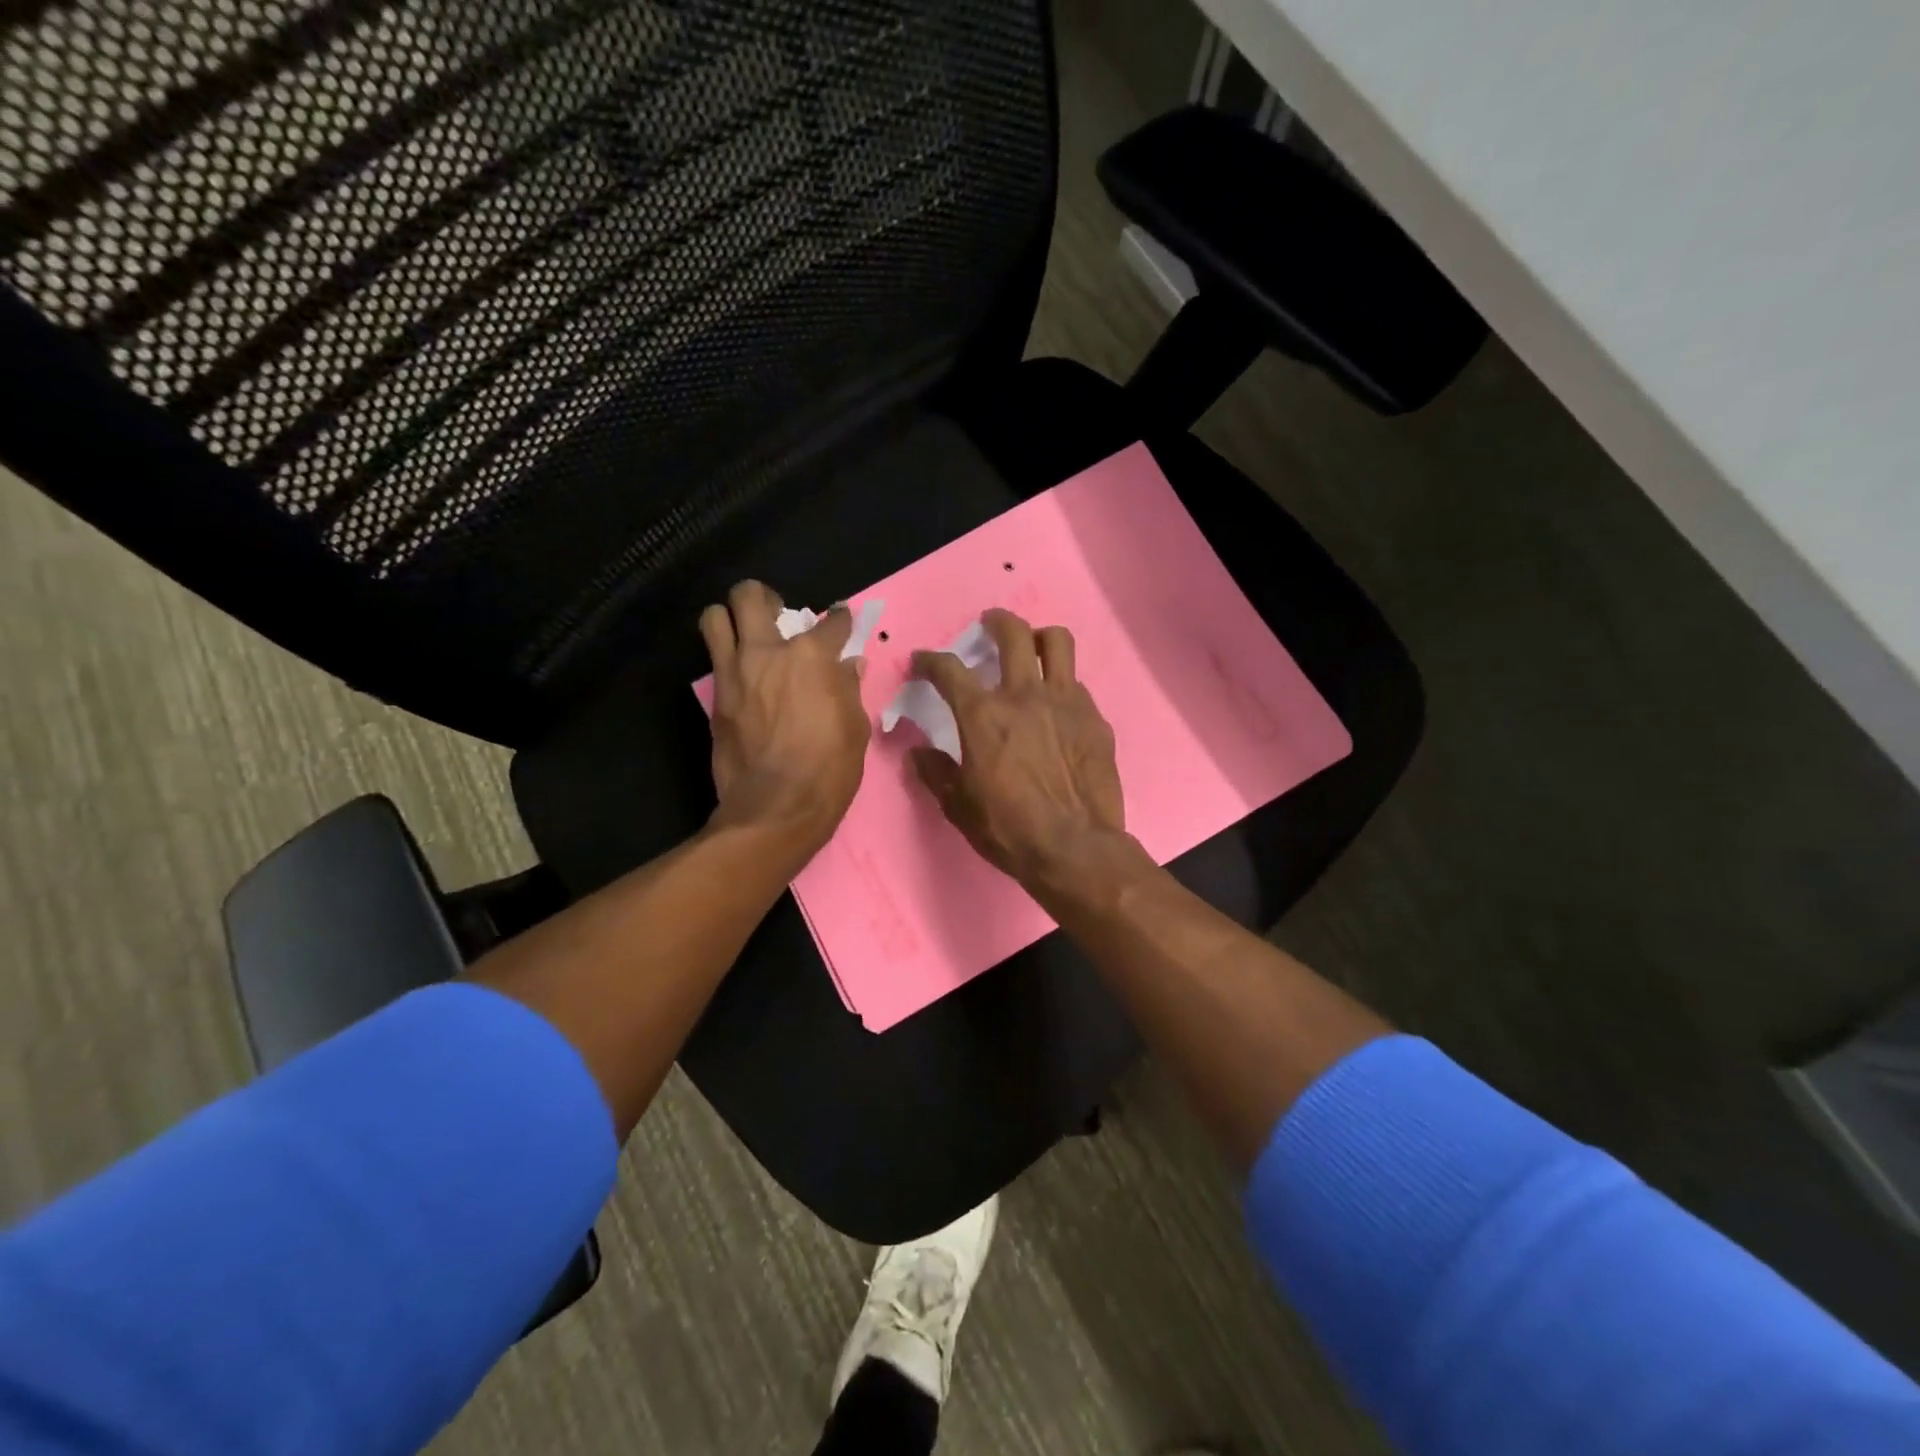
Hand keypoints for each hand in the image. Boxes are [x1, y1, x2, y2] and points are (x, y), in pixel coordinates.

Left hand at [700, 581, 870, 856]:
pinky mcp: (715, 699)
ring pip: (714, 619)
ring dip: (730, 619)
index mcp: (811, 657)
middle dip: (764, 597)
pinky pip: (715, 662)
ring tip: (747, 636)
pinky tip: (745, 679)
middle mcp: (767, 653)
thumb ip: (848, 689)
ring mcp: (734, 674)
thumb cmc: (828, 770)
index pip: (830, 622)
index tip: (840, 624)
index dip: (839, 620)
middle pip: (750, 596)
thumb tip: (848, 666)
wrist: (775, 809)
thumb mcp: (855, 729)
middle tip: (776, 615)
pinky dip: (728, 660)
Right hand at [908, 609, 1127, 888]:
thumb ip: (935, 772)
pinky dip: (1062, 687)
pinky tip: (1058, 709)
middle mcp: (1024, 695)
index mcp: (983, 715)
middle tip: (988, 626)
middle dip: (995, 621)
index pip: (949, 670)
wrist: (1075, 848)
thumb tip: (918, 753)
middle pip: (1012, 634)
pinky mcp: (1095, 719)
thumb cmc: (1009, 828)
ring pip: (1057, 642)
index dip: (930, 660)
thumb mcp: (958, 806)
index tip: (923, 661)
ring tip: (1032, 648)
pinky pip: (1077, 686)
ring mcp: (1066, 702)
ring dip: (1039, 637)